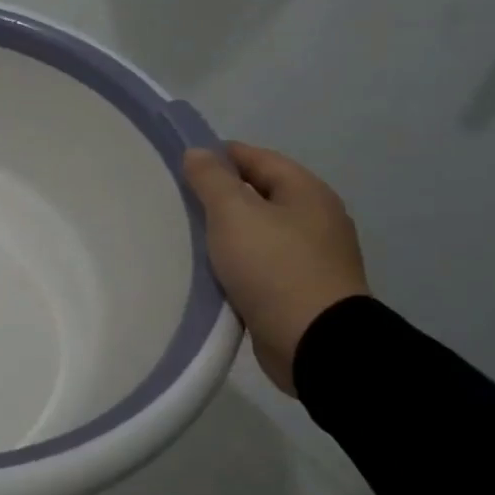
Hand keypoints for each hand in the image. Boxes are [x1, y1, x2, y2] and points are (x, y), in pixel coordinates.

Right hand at [181, 142, 368, 394]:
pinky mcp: (302, 289)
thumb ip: (212, 179)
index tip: (179, 166)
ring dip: (226, 232)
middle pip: (258, 193)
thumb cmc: (274, 267)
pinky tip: (210, 270)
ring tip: (187, 236)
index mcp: (306, 192)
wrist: (315, 343)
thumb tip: (198, 152)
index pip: (256, 157)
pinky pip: (261, 263)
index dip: (217, 156)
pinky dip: (236, 262)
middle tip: (178, 201)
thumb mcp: (234, 214)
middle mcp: (315, 218)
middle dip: (219, 195)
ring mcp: (312, 256)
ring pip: (258, 230)